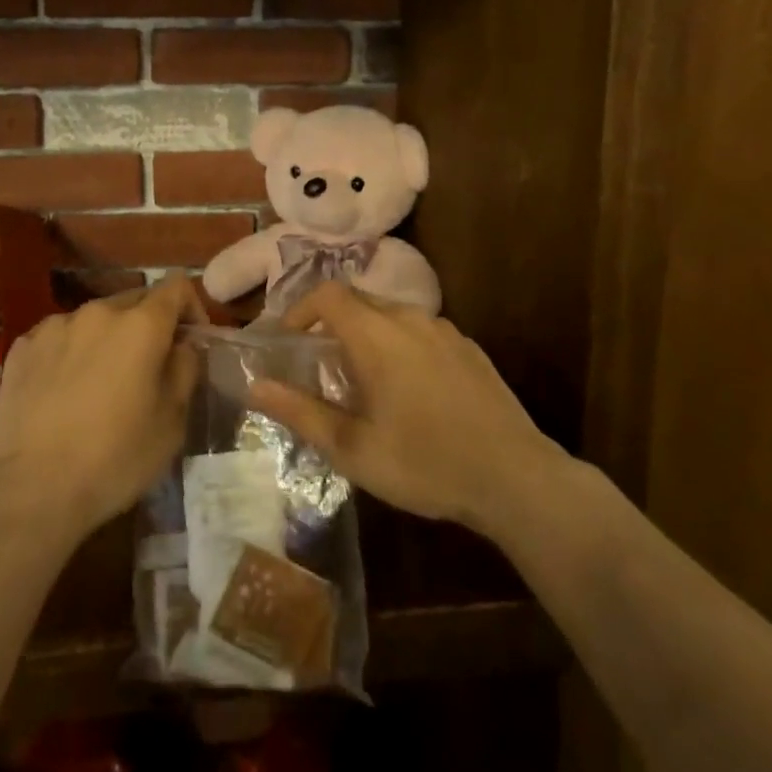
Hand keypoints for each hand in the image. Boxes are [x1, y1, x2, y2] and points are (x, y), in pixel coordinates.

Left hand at [0, 276, 201, 541]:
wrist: (30, 492)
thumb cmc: (114, 459)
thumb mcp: (171, 422)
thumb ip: (185, 369)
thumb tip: (183, 345)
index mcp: (141, 325)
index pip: (176, 287)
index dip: (191, 308)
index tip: (190, 342)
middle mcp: (98, 311)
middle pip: (135, 300)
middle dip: (148, 325)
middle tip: (148, 369)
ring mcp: (55, 326)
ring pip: (94, 320)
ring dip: (107, 339)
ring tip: (101, 383)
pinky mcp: (22, 347)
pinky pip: (59, 338)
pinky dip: (70, 353)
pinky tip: (63, 392)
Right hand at [246, 283, 567, 535]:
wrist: (515, 477)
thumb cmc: (425, 463)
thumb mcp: (353, 449)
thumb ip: (301, 412)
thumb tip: (256, 386)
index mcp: (377, 335)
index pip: (327, 294)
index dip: (300, 309)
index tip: (288, 340)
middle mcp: (409, 319)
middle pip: (358, 300)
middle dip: (331, 323)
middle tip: (319, 365)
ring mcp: (444, 330)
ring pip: (391, 314)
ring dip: (366, 334)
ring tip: (362, 380)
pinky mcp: (468, 348)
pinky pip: (420, 331)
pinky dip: (398, 344)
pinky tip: (409, 391)